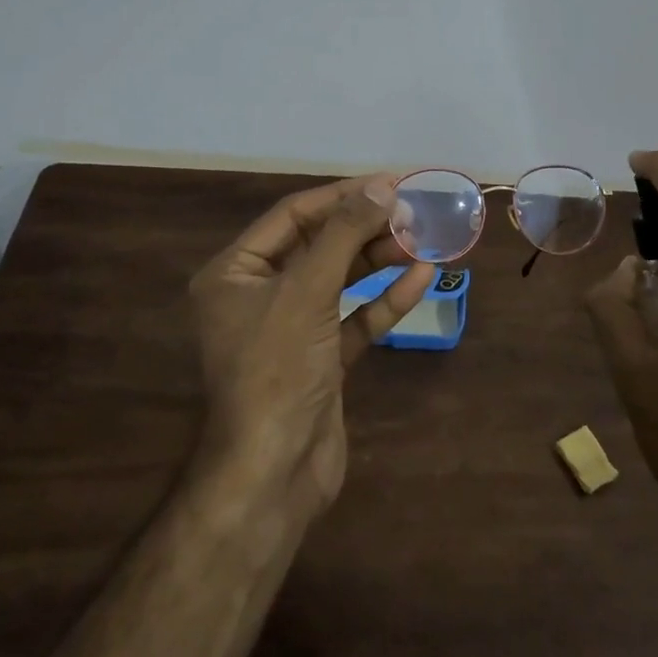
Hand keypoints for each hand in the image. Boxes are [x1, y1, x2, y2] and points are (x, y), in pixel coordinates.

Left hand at [189, 176, 433, 517]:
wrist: (273, 474)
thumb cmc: (277, 369)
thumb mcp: (307, 291)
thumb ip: (345, 235)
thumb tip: (382, 186)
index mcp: (235, 272)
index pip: (292, 216)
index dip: (342, 196)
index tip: (390, 183)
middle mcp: (258, 295)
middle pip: (319, 246)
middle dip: (366, 229)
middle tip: (414, 213)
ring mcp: (292, 329)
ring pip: (340, 281)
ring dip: (380, 261)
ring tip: (423, 241)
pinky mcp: (321, 359)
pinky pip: (354, 318)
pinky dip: (384, 300)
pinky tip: (420, 279)